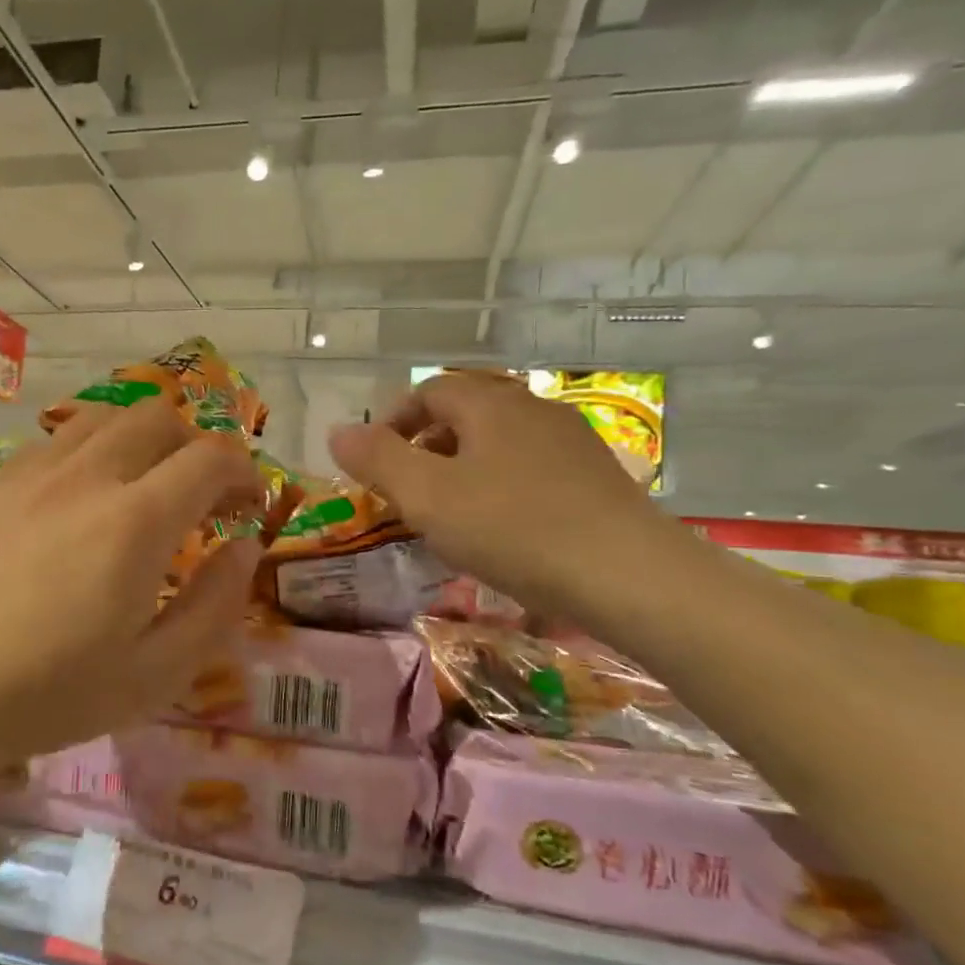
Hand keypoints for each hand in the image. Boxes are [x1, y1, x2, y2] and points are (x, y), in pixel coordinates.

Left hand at [0, 399, 266, 768]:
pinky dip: (90, 449)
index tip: (248, 504)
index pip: (210, 457)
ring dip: (142, 438)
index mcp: (136, 520)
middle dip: (196, 445)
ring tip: (144, 485)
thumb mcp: (158, 673)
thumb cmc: (53, 693)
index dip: (243, 472)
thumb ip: (216, 604)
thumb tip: (244, 548)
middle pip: (158, 416)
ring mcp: (34, 473)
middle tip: (201, 495)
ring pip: (105, 415)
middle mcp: (88, 476)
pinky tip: (82, 497)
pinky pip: (56, 439)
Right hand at [328, 372, 675, 622]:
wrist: (627, 574)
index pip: (430, 390)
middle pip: (467, 412)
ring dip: (466, 466)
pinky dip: (503, 484)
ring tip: (452, 511)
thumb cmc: (513, 529)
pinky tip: (504, 527)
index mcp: (489, 404)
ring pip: (501, 441)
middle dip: (429, 444)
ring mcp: (571, 441)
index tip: (377, 462)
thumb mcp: (427, 497)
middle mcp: (532, 409)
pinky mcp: (597, 476)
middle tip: (410, 489)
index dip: (395, 420)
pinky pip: (532, 467)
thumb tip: (337, 431)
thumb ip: (377, 460)